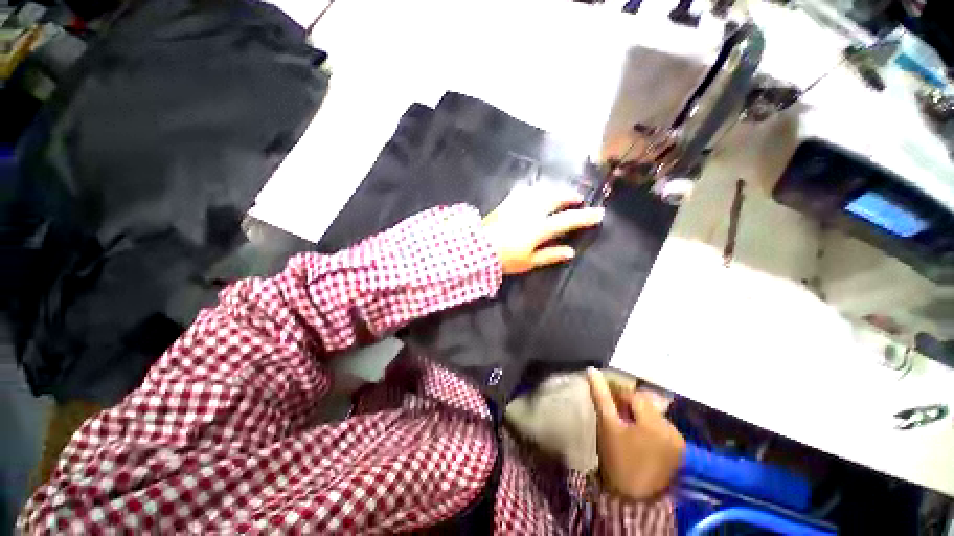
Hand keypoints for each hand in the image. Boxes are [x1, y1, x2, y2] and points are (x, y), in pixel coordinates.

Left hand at [482, 185, 603, 274]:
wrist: (477, 248)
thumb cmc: (505, 259)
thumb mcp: (529, 261)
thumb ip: (550, 255)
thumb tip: (570, 251)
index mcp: (539, 228)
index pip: (568, 220)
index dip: (584, 217)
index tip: (599, 213)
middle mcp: (531, 212)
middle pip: (555, 199)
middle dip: (569, 197)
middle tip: (578, 200)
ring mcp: (518, 205)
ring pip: (541, 191)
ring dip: (553, 191)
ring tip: (559, 195)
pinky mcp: (506, 203)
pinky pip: (524, 191)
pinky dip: (534, 190)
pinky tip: (535, 191)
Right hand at [586, 368, 685, 500]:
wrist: (632, 499)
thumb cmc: (617, 458)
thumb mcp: (607, 425)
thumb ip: (601, 396)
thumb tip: (592, 370)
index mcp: (656, 422)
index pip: (635, 395)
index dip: (619, 394)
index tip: (606, 397)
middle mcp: (672, 429)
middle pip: (647, 405)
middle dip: (630, 405)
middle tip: (614, 411)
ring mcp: (678, 441)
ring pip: (654, 416)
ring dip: (640, 415)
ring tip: (625, 423)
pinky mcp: (678, 451)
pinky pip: (662, 429)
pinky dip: (649, 427)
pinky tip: (638, 435)